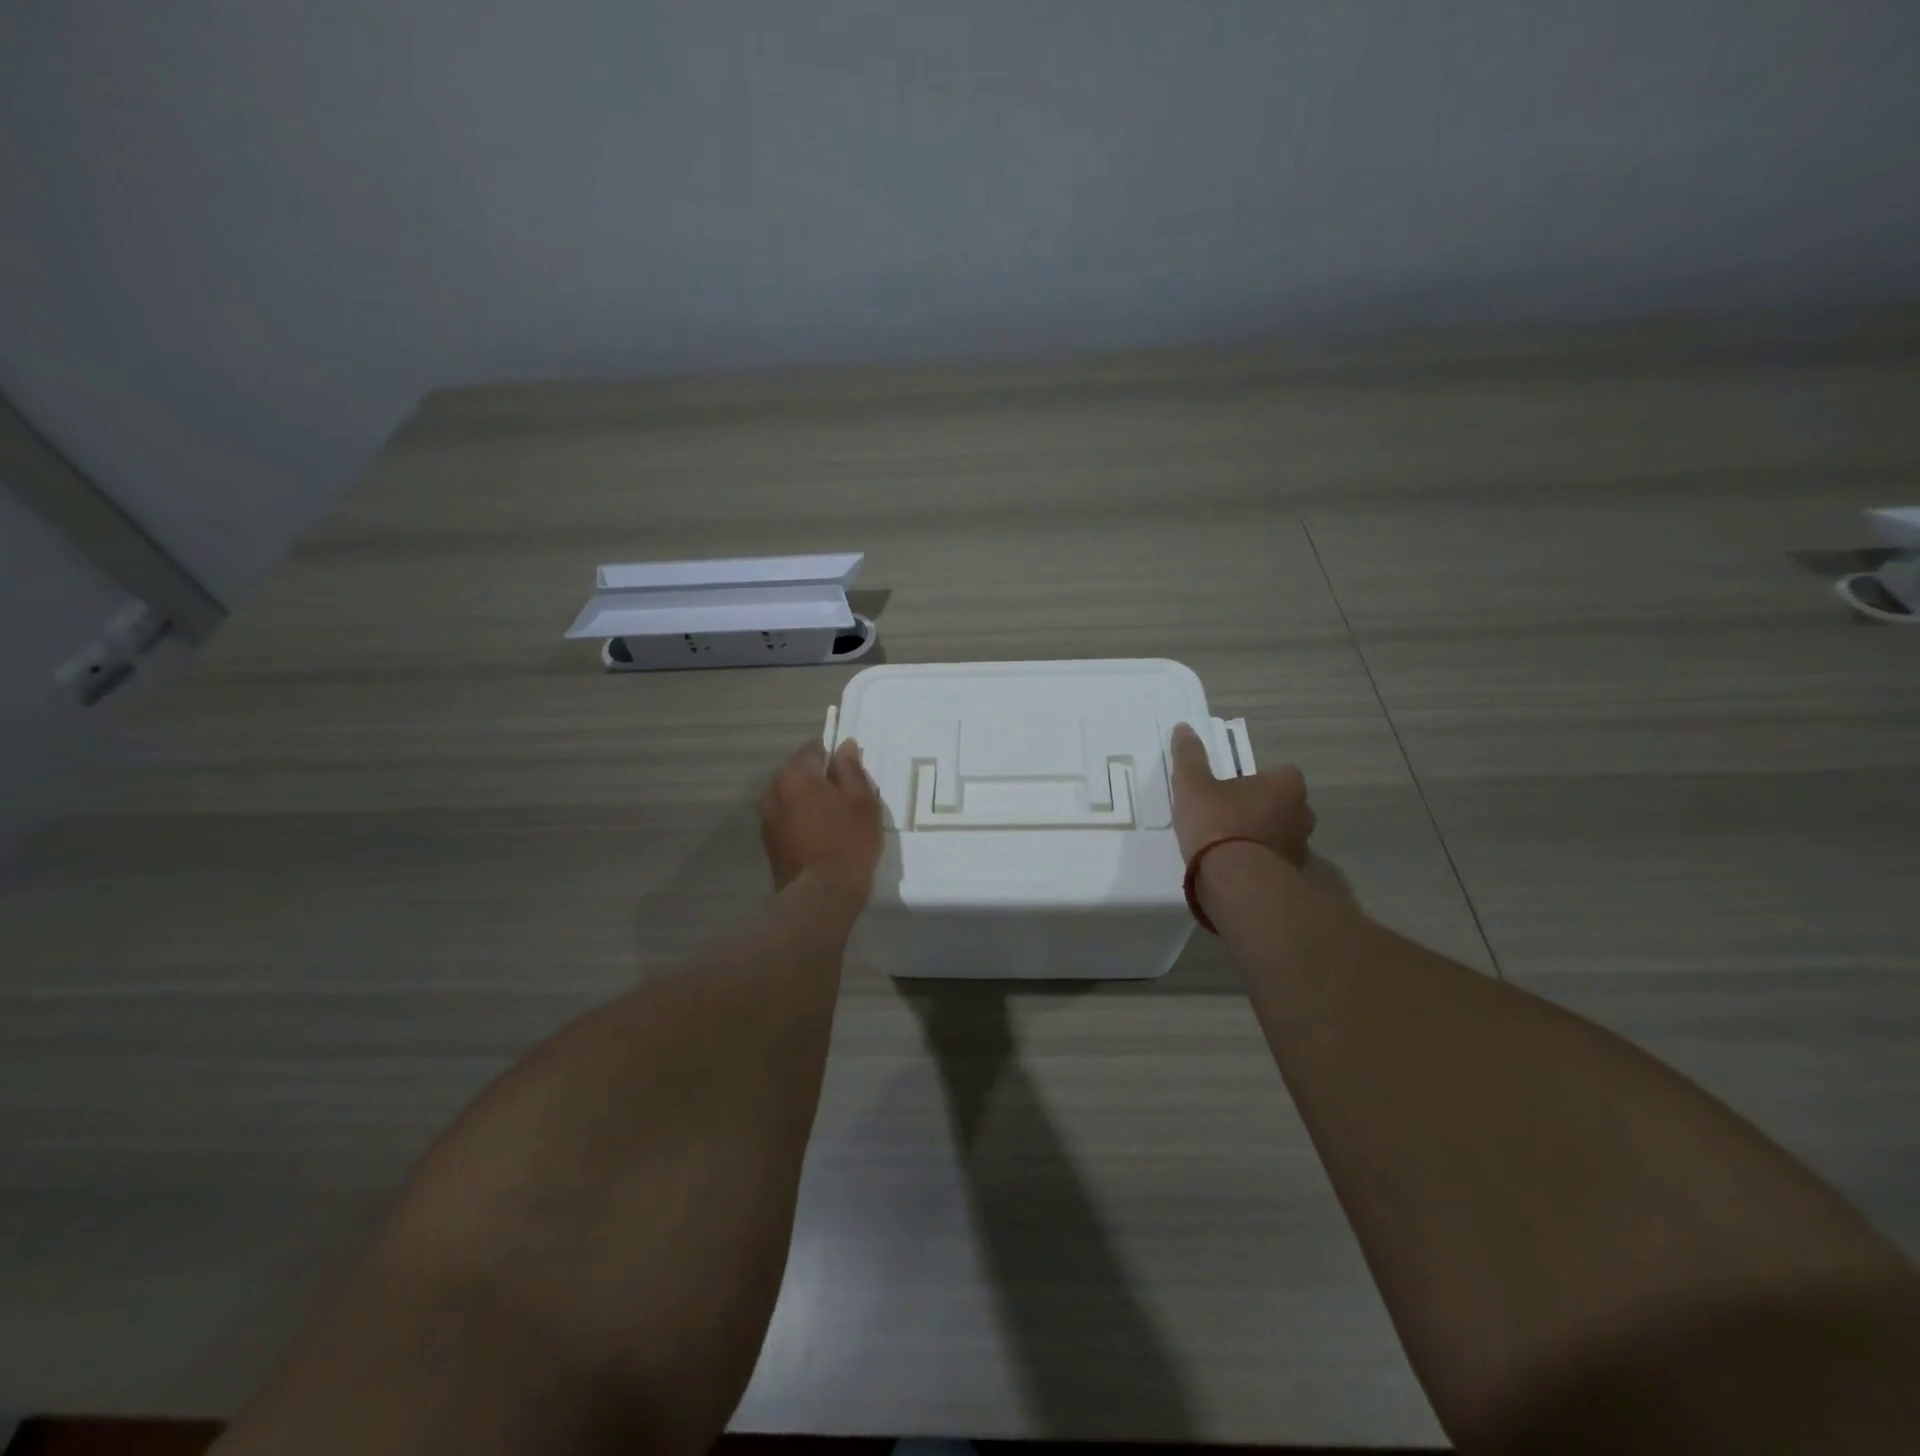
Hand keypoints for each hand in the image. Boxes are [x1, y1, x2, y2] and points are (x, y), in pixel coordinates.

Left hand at [758, 738, 884, 898]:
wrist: (821, 894)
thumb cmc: (849, 841)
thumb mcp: (862, 801)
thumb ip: (851, 769)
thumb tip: (845, 746)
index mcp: (795, 775)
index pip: (813, 749)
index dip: (833, 757)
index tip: (849, 773)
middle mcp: (772, 790)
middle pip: (798, 773)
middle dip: (819, 780)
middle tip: (845, 797)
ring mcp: (766, 817)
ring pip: (791, 797)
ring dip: (808, 801)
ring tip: (833, 819)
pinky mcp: (767, 842)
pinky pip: (786, 818)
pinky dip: (800, 820)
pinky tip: (820, 836)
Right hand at [1168, 722, 1314, 867]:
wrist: (1234, 881)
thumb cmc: (1217, 823)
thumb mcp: (1192, 785)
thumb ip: (1189, 756)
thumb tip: (1184, 728)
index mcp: (1286, 786)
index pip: (1282, 773)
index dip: (1259, 779)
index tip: (1234, 787)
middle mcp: (1302, 814)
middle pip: (1284, 804)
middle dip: (1263, 807)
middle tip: (1230, 813)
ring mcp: (1300, 848)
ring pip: (1281, 833)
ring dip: (1262, 835)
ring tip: (1229, 843)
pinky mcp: (1290, 876)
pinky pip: (1274, 861)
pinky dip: (1260, 861)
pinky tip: (1234, 867)